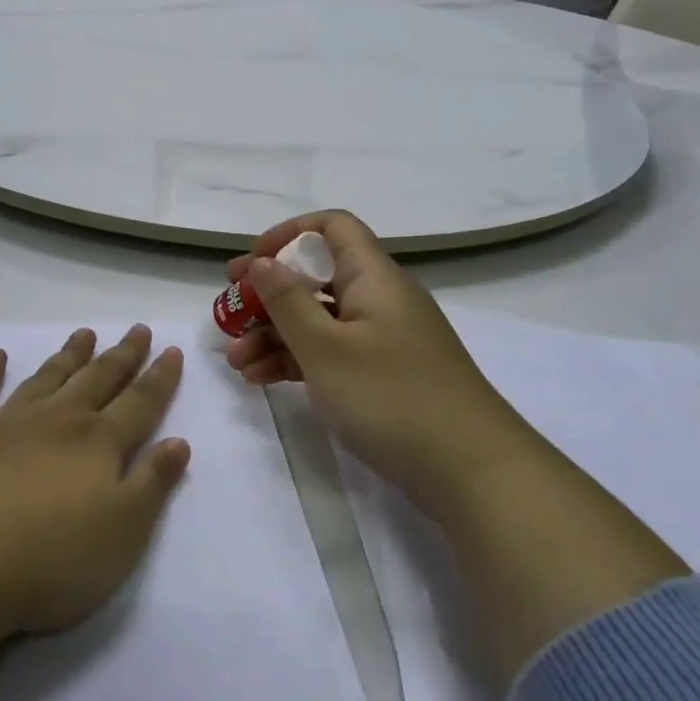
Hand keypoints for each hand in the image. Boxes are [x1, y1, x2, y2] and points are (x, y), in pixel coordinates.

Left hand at [0, 326, 190, 637]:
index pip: (140, 402)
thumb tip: (178, 441)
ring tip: (84, 334)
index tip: (172, 350)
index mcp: (99, 442)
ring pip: (47, 378)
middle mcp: (58, 420)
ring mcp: (7, 423)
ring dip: (68, 356)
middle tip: (137, 329)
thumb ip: (153, 483)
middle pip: (97, 379)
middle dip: (121, 355)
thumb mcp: (123, 532)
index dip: (160, 377)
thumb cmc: (50, 557)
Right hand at [223, 211, 512, 519]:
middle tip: (227, 315)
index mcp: (373, 277)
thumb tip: (262, 261)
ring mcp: (383, 340)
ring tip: (236, 362)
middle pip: (317, 279)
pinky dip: (298, 361)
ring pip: (320, 321)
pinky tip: (262, 381)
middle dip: (268, 296)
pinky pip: (332, 354)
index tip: (253, 262)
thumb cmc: (392, 397)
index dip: (289, 234)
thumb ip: (287, 302)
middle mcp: (379, 300)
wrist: (472, 472)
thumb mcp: (326, 348)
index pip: (333, 227)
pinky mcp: (384, 376)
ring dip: (275, 335)